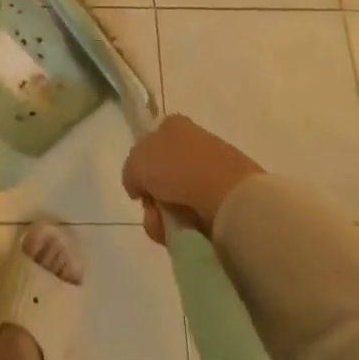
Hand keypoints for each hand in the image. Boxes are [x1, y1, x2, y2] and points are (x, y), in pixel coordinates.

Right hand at [122, 115, 263, 243]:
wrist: (227, 195)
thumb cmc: (178, 168)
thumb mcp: (137, 162)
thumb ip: (131, 172)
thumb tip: (138, 186)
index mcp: (174, 125)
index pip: (151, 144)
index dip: (142, 167)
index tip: (141, 187)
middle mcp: (194, 143)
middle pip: (162, 177)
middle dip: (153, 200)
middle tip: (153, 213)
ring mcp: (213, 171)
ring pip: (178, 199)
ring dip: (167, 219)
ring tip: (169, 231)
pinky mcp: (227, 198)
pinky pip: (198, 216)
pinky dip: (189, 228)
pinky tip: (188, 234)